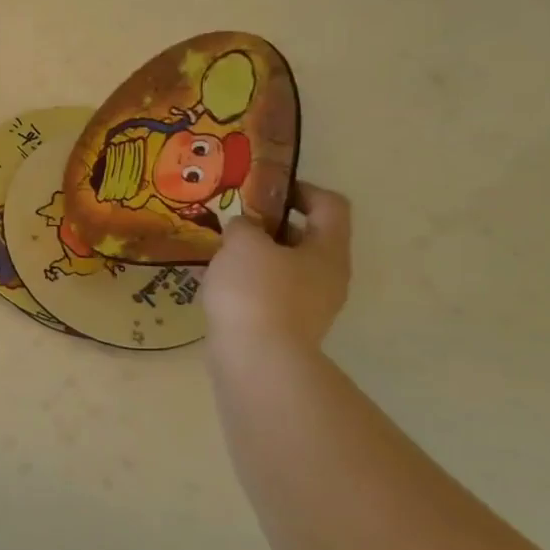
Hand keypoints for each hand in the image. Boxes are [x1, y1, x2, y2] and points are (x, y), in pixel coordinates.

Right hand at [203, 182, 350, 355]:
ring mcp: (310, 307)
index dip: (301, 189)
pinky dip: (248, 284)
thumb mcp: (243, 243)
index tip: (264, 190)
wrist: (257, 360)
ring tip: (221, 253)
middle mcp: (328, 277)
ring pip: (286, 267)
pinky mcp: (287, 328)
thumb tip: (243, 227)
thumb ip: (243, 225)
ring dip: (257, 256)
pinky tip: (219, 285)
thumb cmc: (256, 291)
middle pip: (307, 237)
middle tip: (236, 222)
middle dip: (271, 225)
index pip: (330, 205)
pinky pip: (270, 293)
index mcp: (328, 250)